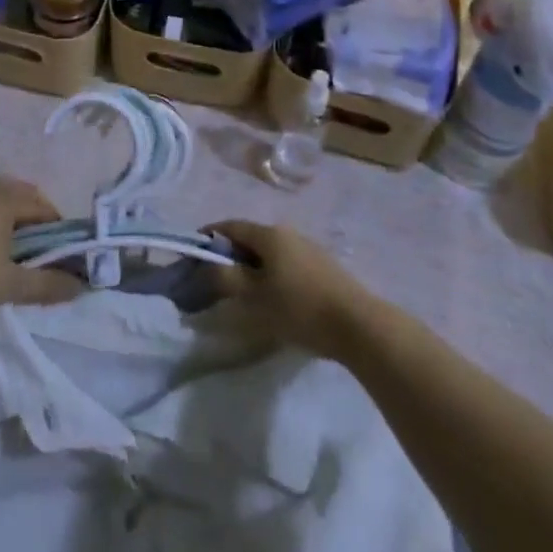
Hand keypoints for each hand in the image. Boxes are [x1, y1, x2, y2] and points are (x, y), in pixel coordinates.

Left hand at [0, 180, 83, 321]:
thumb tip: (80, 287)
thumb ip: (46, 285)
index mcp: (4, 202)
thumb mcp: (11, 284)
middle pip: (19, 203)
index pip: (42, 205)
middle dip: (36, 225)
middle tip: (46, 254)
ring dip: (12, 230)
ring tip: (20, 259)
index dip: (59, 226)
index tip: (68, 250)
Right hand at [208, 220, 374, 359]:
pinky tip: (276, 298)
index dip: (209, 236)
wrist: (359, 325)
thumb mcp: (255, 297)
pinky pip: (288, 264)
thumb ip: (226, 279)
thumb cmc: (299, 307)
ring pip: (271, 252)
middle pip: (251, 238)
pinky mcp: (324, 267)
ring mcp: (309, 248)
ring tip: (246, 292)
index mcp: (269, 234)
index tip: (194, 253)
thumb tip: (206, 265)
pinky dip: (273, 274)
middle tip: (218, 278)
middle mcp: (288, 233)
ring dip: (254, 266)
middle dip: (231, 254)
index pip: (230, 226)